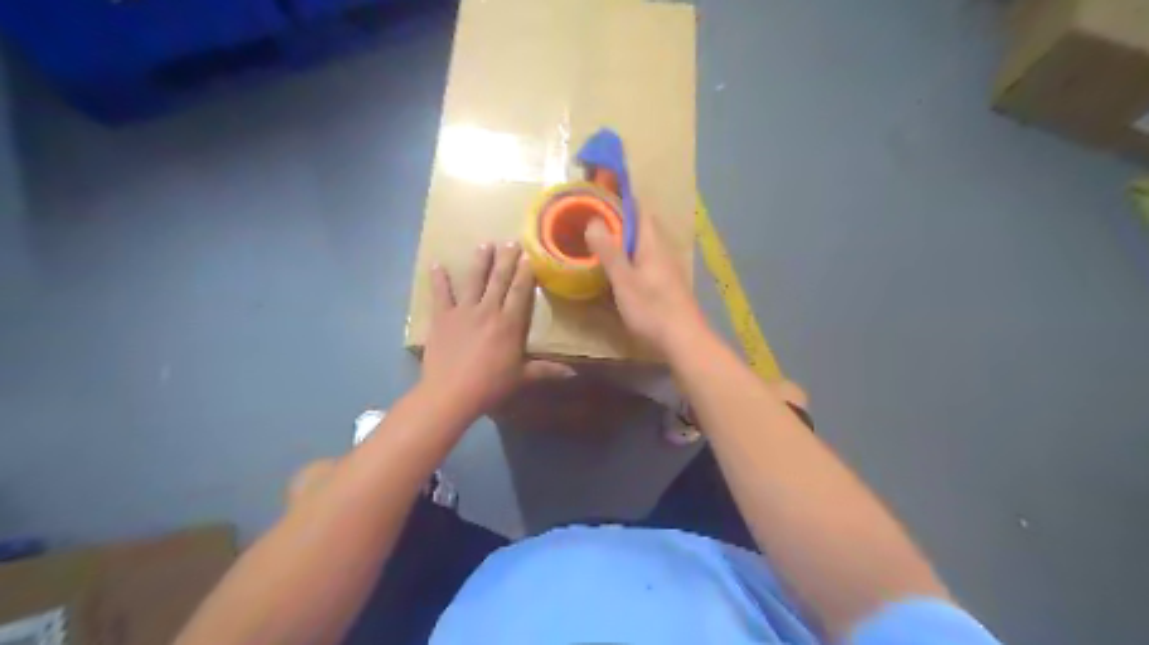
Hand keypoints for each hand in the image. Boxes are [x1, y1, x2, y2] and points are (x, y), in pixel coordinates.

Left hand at [423, 242, 572, 417]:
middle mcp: (488, 310)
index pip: (520, 291)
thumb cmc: (490, 385)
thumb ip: (547, 371)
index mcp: (509, 323)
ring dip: (479, 262)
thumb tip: (574, 374)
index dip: (525, 272)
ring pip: (473, 280)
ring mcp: (463, 311)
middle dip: (506, 259)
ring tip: (484, 244)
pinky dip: (438, 279)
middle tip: (510, 240)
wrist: (450, 394)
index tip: (529, 255)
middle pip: (498, 279)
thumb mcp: (521, 377)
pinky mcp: (442, 318)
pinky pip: (440, 294)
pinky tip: (436, 264)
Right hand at [584, 210, 709, 352]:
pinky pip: (645, 261)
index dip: (620, 201)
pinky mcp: (667, 284)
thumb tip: (593, 220)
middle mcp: (663, 250)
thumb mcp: (624, 281)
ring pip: (643, 245)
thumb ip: (609, 252)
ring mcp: (667, 268)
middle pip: (641, 227)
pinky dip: (630, 259)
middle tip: (592, 224)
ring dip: (624, 242)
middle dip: (619, 222)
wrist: (684, 340)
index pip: (639, 210)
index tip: (598, 198)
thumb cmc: (653, 309)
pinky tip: (618, 272)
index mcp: (653, 243)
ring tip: (600, 245)